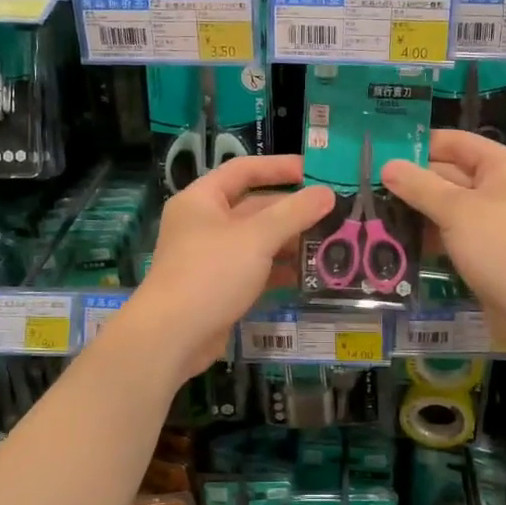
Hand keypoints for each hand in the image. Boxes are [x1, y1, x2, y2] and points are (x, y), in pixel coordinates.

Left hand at [126, 156, 334, 379]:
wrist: (172, 337)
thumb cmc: (211, 273)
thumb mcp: (256, 238)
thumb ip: (294, 213)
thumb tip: (327, 193)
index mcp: (202, 199)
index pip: (244, 170)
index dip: (279, 168)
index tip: (315, 172)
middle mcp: (203, 223)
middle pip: (253, 207)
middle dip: (292, 211)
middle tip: (333, 214)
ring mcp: (210, 257)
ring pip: (256, 241)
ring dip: (289, 242)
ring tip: (330, 244)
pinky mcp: (218, 287)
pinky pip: (254, 269)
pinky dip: (278, 270)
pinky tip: (308, 275)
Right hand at [381, 129, 505, 354]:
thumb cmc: (502, 247)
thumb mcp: (456, 211)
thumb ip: (419, 186)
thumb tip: (387, 165)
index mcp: (505, 166)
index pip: (457, 142)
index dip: (421, 145)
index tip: (383, 153)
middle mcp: (505, 189)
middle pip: (452, 174)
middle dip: (415, 181)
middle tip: (371, 187)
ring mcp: (499, 222)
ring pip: (452, 207)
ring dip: (420, 211)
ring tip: (379, 213)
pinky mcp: (492, 252)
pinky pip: (457, 234)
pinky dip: (433, 235)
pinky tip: (402, 241)